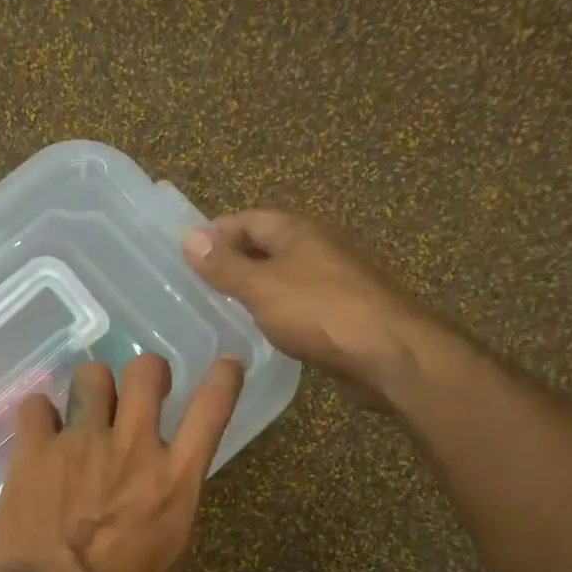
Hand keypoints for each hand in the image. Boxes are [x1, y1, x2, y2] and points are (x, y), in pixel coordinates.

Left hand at [0, 352, 243, 571]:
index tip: (226, 367)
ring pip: (92, 376)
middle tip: (138, 393)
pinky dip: (41, 416)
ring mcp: (81, 442)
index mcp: (174, 479)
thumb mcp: (169, 562)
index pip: (211, 409)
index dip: (223, 379)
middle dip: (147, 374)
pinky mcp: (35, 448)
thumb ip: (172, 512)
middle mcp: (132, 447)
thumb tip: (165, 492)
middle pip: (146, 371)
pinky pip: (36, 405)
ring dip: (93, 389)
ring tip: (85, 411)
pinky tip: (40, 434)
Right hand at [184, 210, 436, 405]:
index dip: (217, 231)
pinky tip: (261, 330)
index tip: (186, 252)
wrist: (386, 352)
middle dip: (234, 258)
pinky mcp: (341, 313)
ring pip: (284, 276)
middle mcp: (318, 248)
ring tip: (222, 307)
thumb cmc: (318, 311)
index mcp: (298, 232)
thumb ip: (225, 265)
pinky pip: (298, 303)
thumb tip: (190, 238)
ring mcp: (333, 281)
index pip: (249, 219)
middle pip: (268, 245)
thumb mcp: (261, 286)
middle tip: (198, 282)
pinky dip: (275, 310)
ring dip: (255, 286)